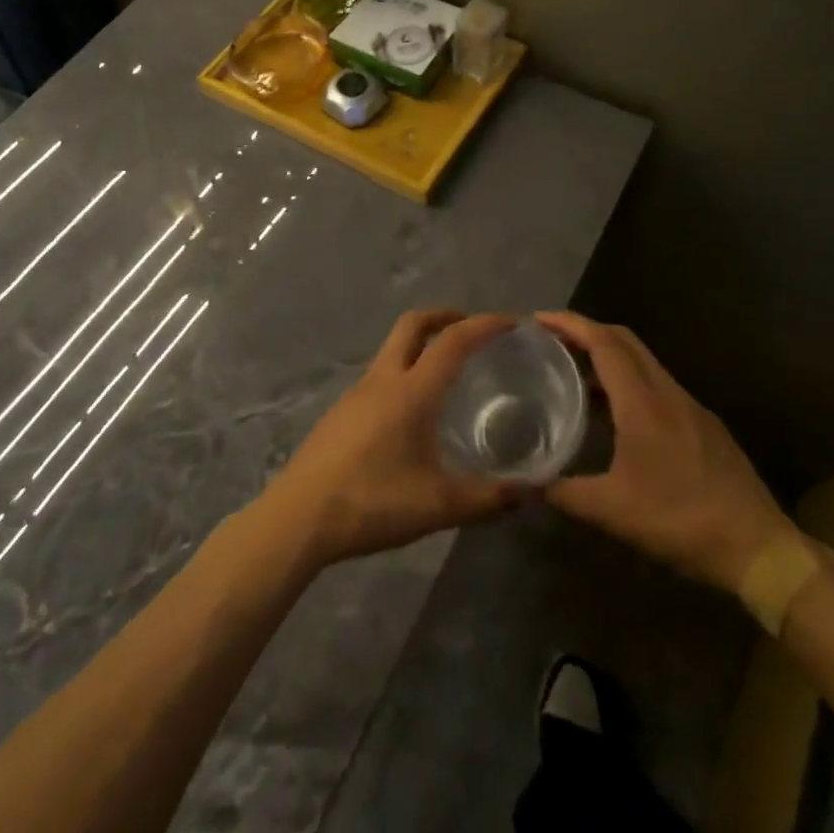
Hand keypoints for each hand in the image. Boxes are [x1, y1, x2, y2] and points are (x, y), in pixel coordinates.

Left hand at [261, 310, 523, 567]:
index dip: (484, 325)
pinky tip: (411, 414)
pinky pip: (379, 376)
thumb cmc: (372, 502)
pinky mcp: (341, 411)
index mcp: (412, 391)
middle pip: (413, 324)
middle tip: (471, 329)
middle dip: (445, 316)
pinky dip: (402, 373)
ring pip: (392, 349)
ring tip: (446, 375)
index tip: (511, 322)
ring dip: (420, 346)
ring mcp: (356, 392)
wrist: (300, 516)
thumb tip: (533, 492)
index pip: (453, 340)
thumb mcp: (439, 506)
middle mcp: (383, 379)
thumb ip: (488, 498)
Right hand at [539, 312, 795, 594]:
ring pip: (643, 361)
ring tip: (576, 373)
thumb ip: (564, 493)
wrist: (759, 548)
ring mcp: (690, 406)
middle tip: (553, 341)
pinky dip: (629, 380)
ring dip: (608, 356)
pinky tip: (616, 412)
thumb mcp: (613, 512)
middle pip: (624, 340)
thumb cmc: (681, 521)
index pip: (603, 342)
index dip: (570, 324)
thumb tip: (528, 483)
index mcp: (642, 402)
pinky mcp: (704, 424)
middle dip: (586, 330)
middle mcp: (667, 392)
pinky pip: (657, 384)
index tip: (539, 320)